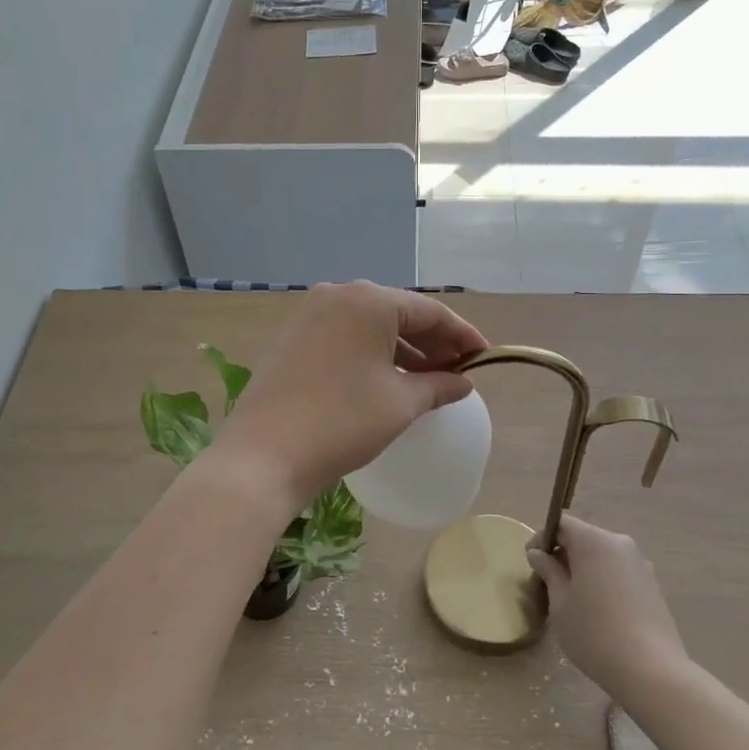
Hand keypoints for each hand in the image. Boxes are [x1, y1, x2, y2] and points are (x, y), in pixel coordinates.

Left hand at [214, 282, 489, 512]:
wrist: (264, 454)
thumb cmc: (343, 422)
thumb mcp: (401, 403)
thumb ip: (438, 385)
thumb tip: (462, 382)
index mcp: (369, 300)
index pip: (429, 311)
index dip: (461, 334)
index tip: (484, 357)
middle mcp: (337, 295)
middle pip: (398, 313)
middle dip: (431, 341)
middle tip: (457, 369)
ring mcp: (309, 315)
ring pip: (369, 325)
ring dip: (402, 349)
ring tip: (427, 379)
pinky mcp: (292, 338)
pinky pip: (345, 336)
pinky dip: (371, 353)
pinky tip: (386, 379)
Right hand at [528, 516, 685, 695]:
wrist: (651, 671)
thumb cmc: (594, 632)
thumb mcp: (560, 602)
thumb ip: (548, 571)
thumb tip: (538, 554)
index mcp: (595, 541)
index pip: (562, 524)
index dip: (542, 538)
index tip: (531, 562)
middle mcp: (620, 544)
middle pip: (583, 538)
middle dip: (563, 555)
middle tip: (547, 583)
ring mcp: (640, 564)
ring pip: (602, 556)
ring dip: (583, 569)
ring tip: (571, 599)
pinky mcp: (652, 585)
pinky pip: (618, 572)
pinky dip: (602, 581)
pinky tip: (597, 610)